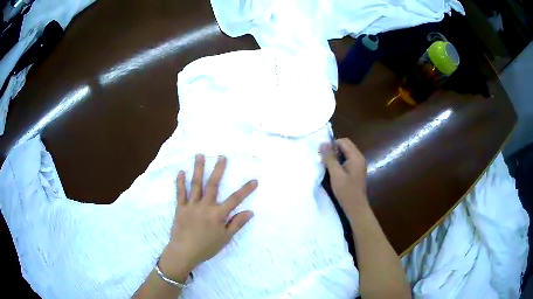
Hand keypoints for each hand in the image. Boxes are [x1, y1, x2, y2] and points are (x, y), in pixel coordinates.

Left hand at [159, 154, 257, 281]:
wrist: (183, 252)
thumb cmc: (206, 247)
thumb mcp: (225, 239)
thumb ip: (236, 224)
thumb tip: (250, 212)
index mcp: (217, 215)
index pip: (235, 200)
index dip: (245, 190)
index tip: (254, 180)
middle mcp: (205, 206)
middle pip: (213, 185)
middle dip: (218, 170)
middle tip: (221, 156)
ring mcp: (191, 205)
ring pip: (196, 184)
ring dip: (198, 169)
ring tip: (200, 156)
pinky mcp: (180, 207)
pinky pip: (180, 193)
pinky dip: (180, 182)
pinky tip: (181, 172)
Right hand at [320, 138, 367, 217]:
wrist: (356, 207)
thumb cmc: (346, 191)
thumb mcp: (335, 174)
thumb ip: (330, 158)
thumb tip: (323, 143)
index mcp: (356, 156)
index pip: (343, 141)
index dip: (332, 144)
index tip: (323, 154)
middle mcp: (359, 158)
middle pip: (345, 146)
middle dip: (334, 150)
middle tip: (324, 160)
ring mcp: (359, 164)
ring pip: (345, 153)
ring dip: (336, 157)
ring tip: (327, 166)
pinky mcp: (356, 171)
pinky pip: (347, 160)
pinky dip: (340, 162)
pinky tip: (334, 171)